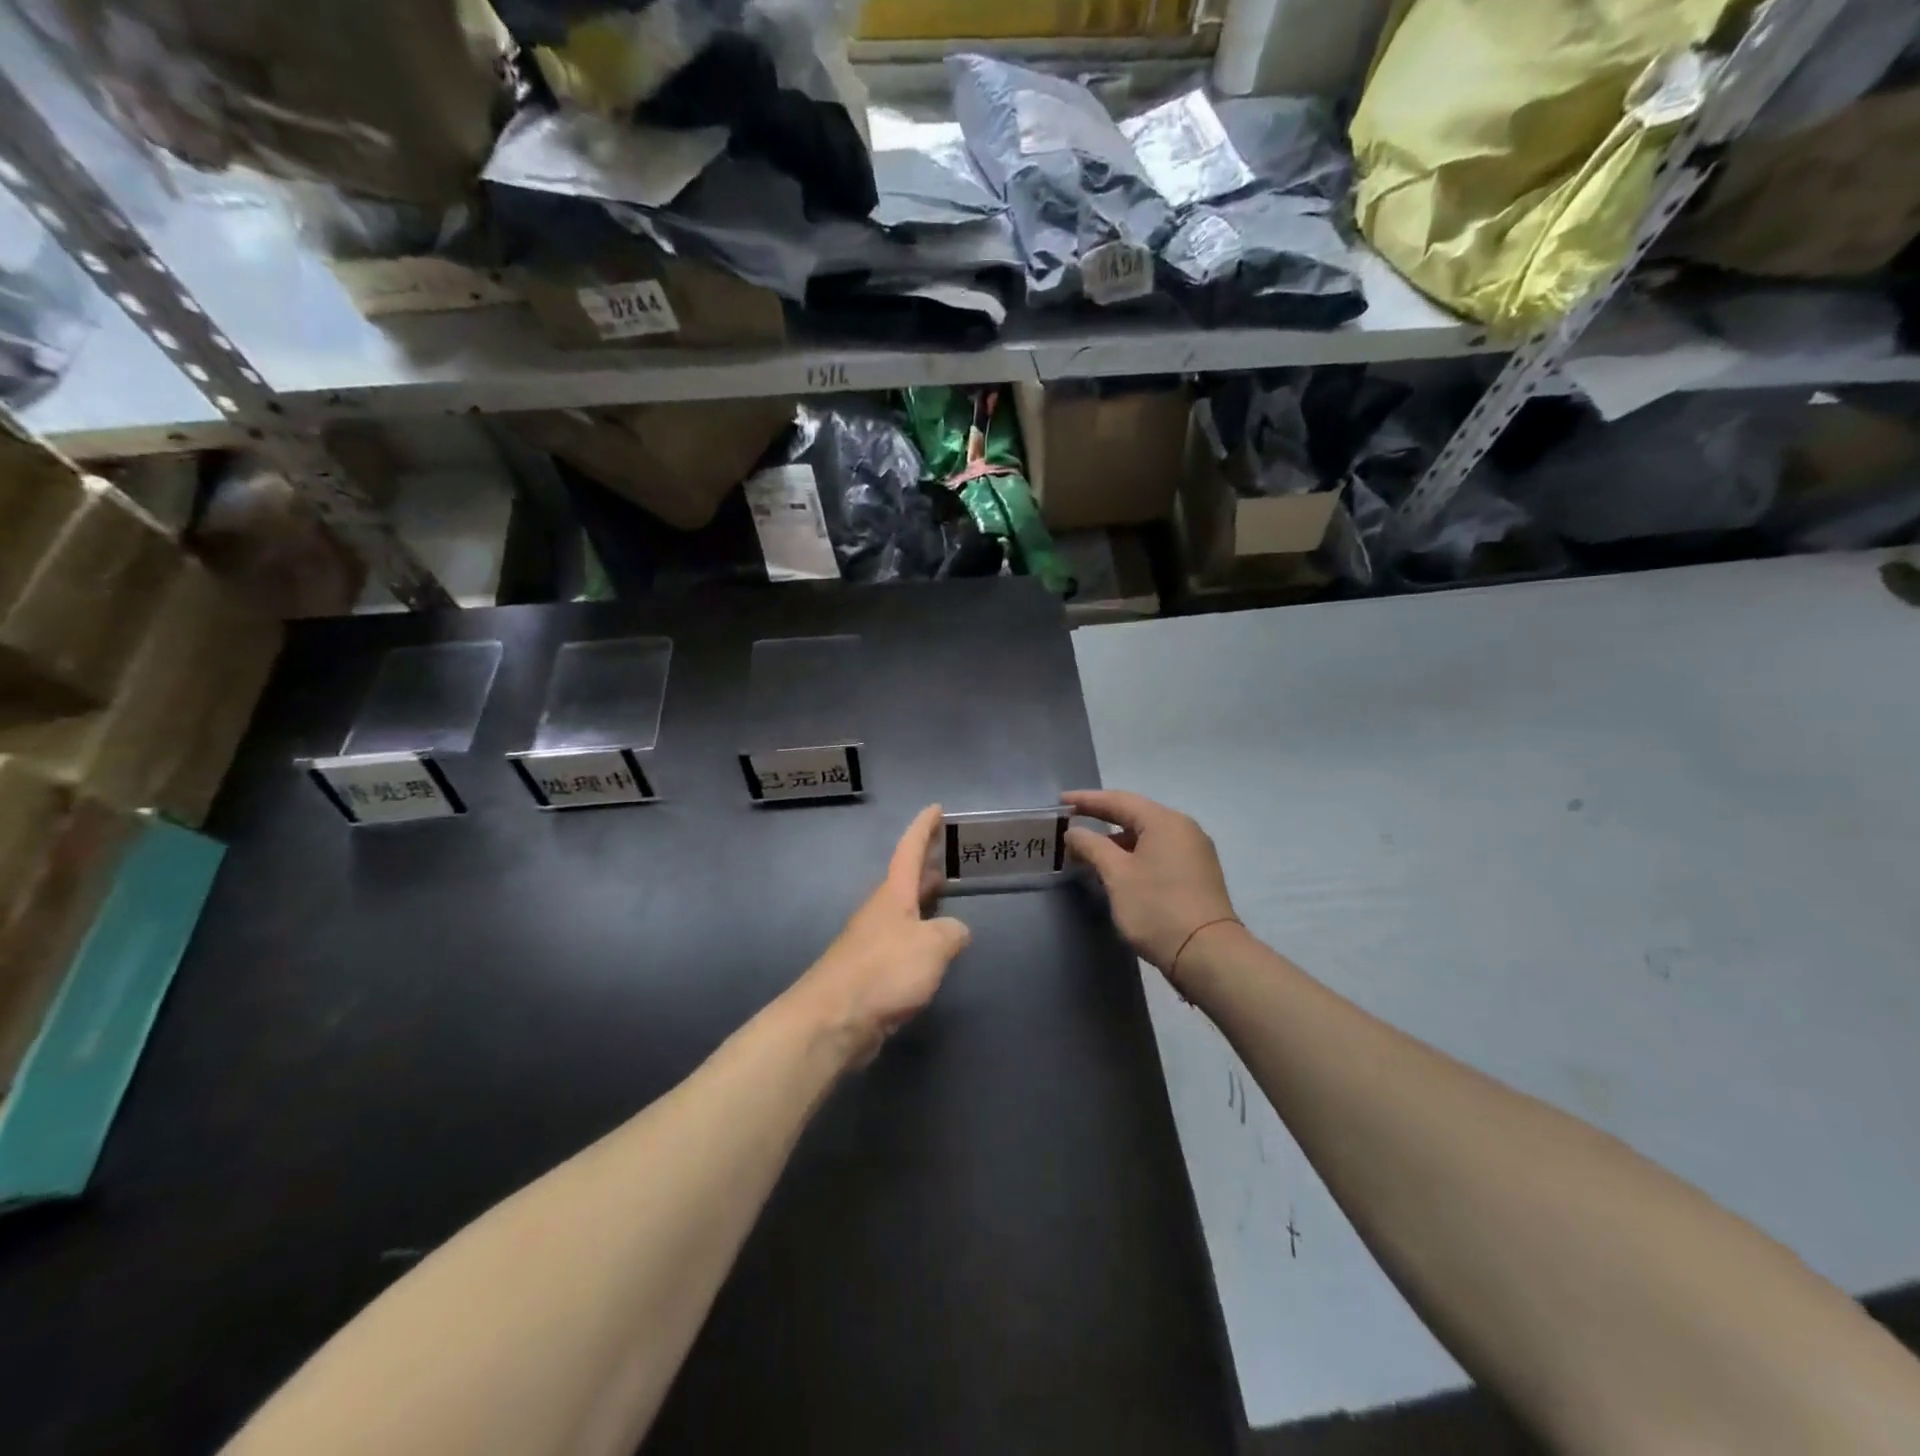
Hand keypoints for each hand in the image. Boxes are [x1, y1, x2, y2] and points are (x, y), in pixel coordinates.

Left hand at [786, 805, 971, 1067]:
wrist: (834, 1020)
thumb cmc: (883, 972)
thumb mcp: (932, 946)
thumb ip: (951, 933)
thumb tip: (956, 931)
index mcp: (893, 895)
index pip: (909, 850)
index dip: (923, 828)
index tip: (936, 808)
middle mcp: (880, 912)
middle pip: (905, 879)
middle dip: (926, 864)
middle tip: (948, 853)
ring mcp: (872, 941)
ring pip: (904, 910)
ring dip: (923, 899)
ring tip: (945, 894)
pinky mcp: (871, 971)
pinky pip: (901, 941)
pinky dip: (919, 934)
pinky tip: (932, 949)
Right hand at [1064, 789, 1238, 983]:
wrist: (1207, 954)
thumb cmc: (1157, 908)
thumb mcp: (1117, 875)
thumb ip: (1092, 846)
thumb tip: (1074, 832)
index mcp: (1164, 821)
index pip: (1118, 800)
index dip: (1087, 800)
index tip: (1060, 802)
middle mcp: (1183, 828)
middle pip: (1135, 815)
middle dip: (1101, 819)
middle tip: (1071, 823)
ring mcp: (1194, 851)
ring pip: (1147, 836)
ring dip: (1117, 840)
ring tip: (1088, 851)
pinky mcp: (1197, 873)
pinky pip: (1159, 852)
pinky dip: (1134, 854)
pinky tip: (1117, 869)